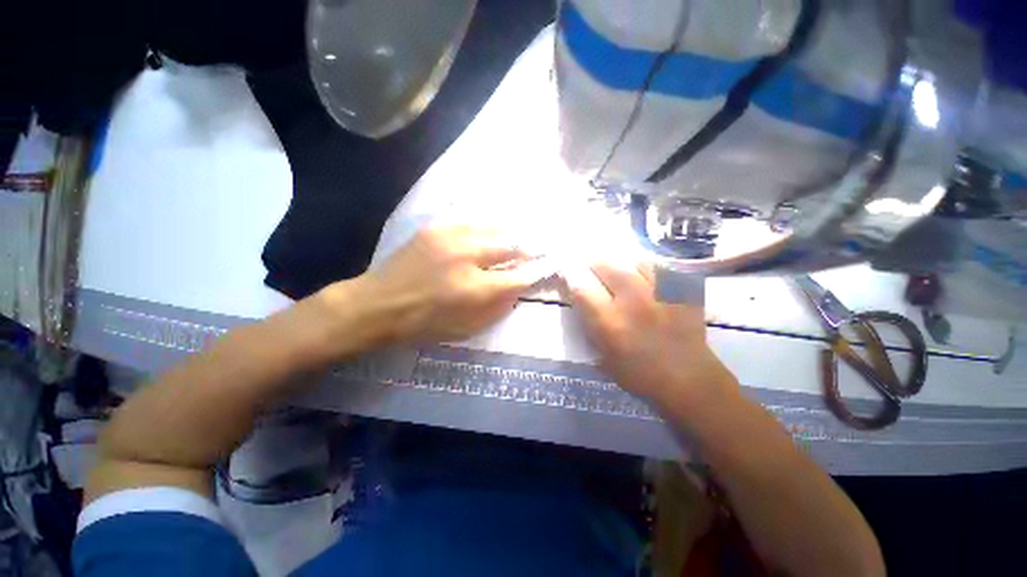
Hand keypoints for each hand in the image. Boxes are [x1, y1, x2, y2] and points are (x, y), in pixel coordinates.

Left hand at [343, 226, 551, 345]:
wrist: (380, 304)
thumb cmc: (425, 323)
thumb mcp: (467, 328)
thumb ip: (498, 306)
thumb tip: (519, 286)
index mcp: (475, 288)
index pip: (518, 275)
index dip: (537, 270)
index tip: (549, 265)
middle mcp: (467, 257)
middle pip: (511, 244)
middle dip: (530, 247)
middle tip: (539, 247)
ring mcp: (451, 237)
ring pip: (494, 227)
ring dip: (511, 233)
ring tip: (521, 235)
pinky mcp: (436, 227)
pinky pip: (472, 221)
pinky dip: (488, 226)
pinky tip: (494, 229)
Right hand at [561, 261, 738, 411]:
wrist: (689, 380)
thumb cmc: (638, 373)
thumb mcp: (602, 355)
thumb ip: (588, 323)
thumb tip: (578, 296)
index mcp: (610, 322)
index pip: (581, 286)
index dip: (570, 275)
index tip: (568, 273)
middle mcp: (634, 301)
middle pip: (605, 264)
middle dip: (593, 263)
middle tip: (591, 269)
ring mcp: (662, 292)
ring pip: (632, 259)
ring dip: (620, 264)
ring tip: (619, 273)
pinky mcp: (683, 289)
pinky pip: (658, 266)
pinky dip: (646, 268)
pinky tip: (645, 278)